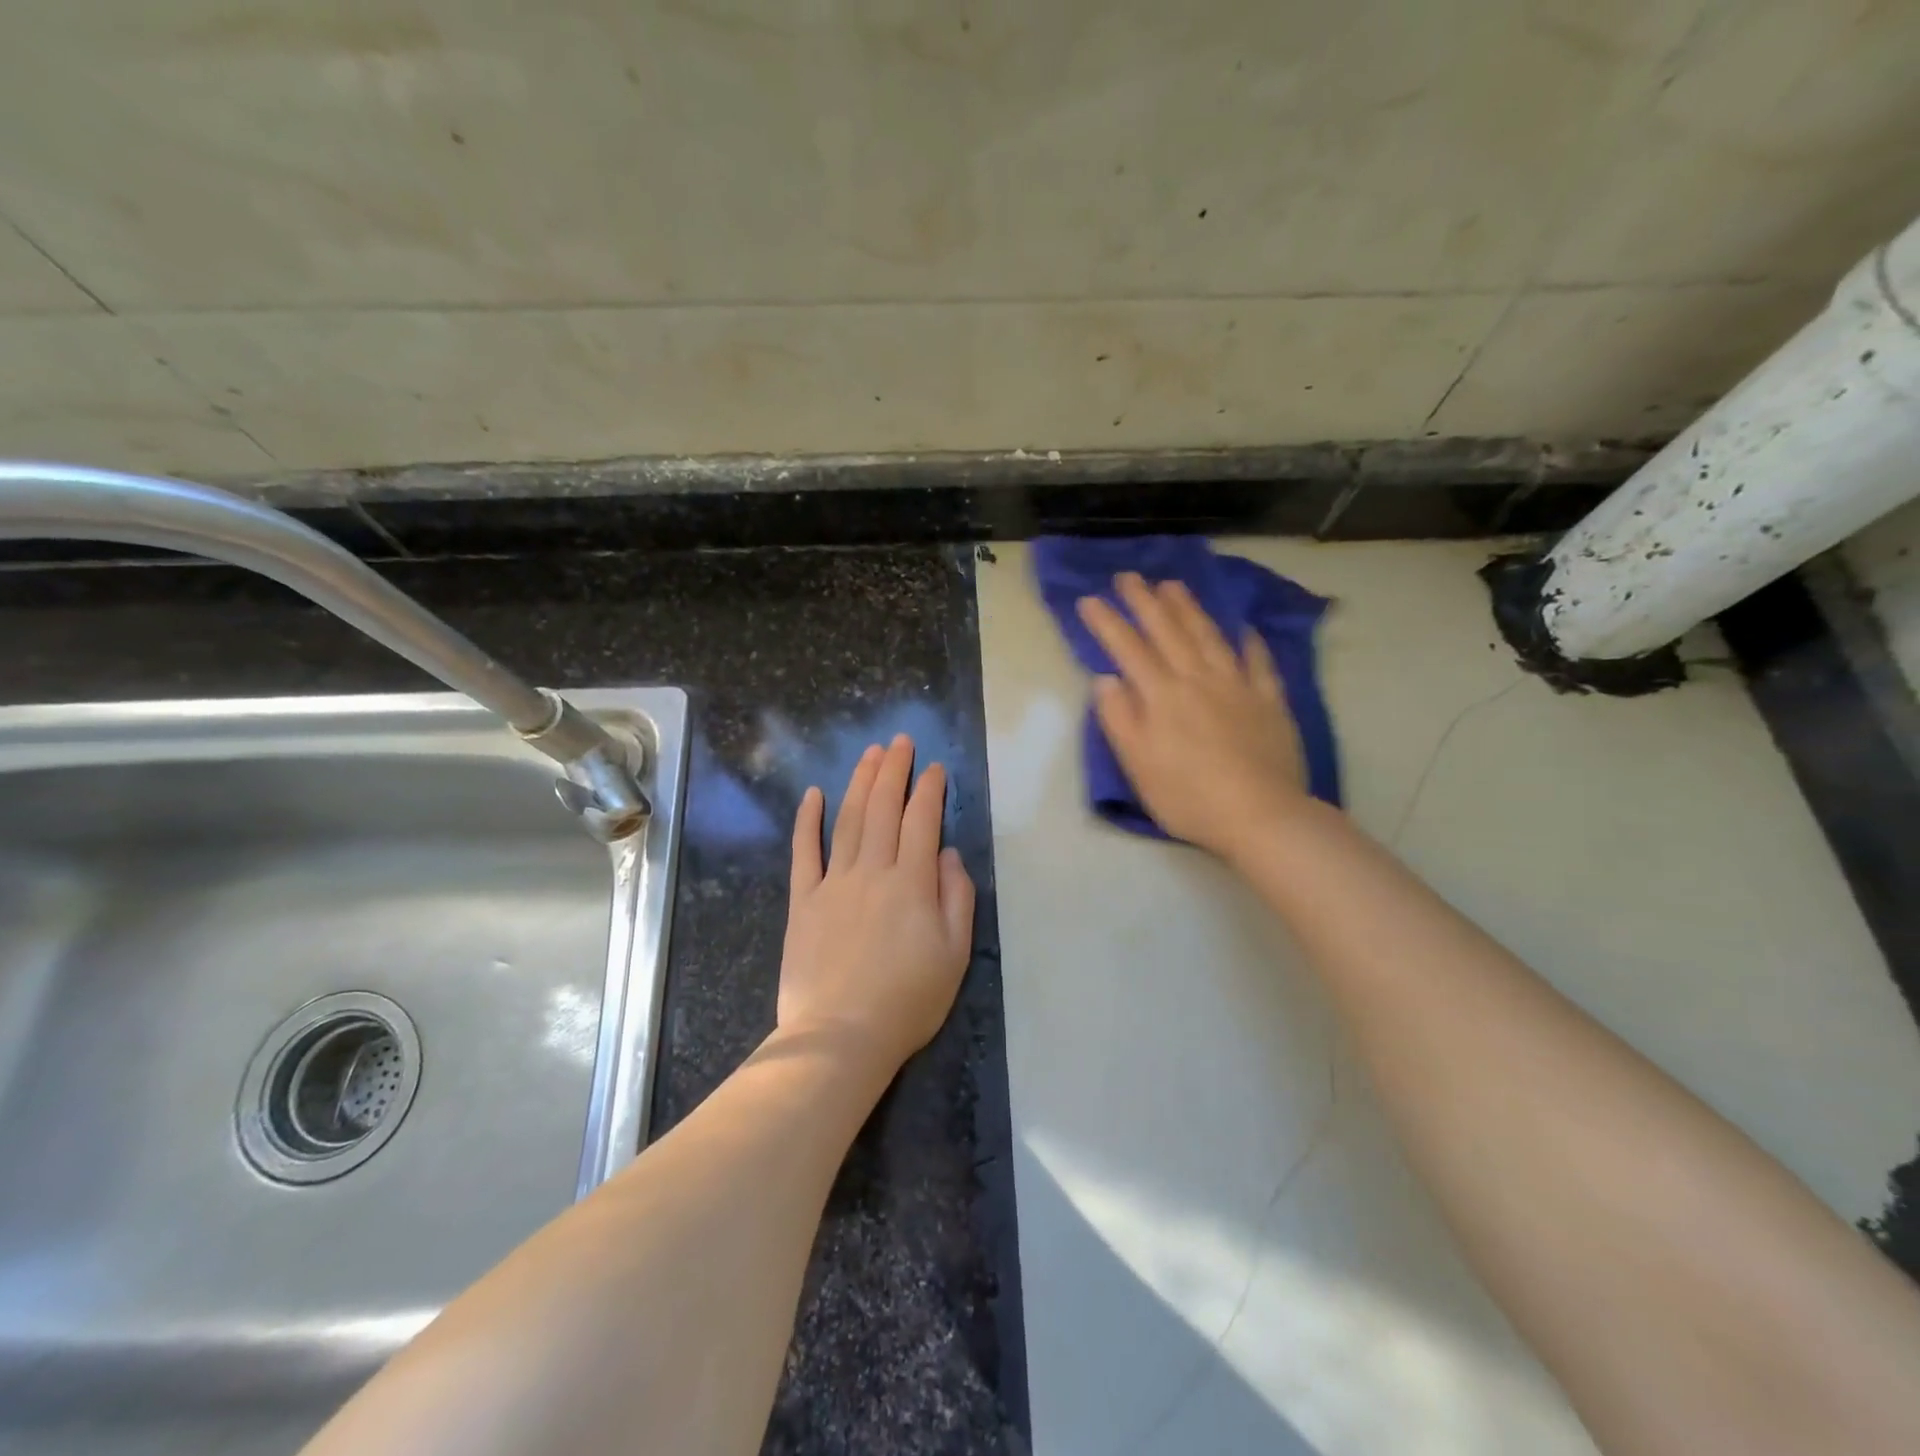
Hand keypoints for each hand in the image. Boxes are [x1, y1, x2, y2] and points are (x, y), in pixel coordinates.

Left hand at [777, 735, 974, 1072]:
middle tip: (900, 742)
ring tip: (870, 754)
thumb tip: (948, 853)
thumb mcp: (954, 954)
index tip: (935, 768)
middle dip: (893, 771)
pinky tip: (812, 794)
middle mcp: (872, 871)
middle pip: (883, 809)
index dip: (930, 790)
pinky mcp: (802, 901)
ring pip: (848, 821)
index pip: (922, 822)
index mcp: (912, 883)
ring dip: (860, 783)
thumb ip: (956, 898)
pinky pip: (804, 852)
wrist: (840, 1037)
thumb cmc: (907, 1001)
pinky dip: (807, 821)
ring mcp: (833, 883)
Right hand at [1078, 572, 1309, 859]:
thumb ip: (1120, 718)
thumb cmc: (1188, 797)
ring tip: (1174, 585)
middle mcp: (1198, 680)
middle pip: (1168, 631)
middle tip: (1129, 576)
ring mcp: (1238, 686)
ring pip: (1209, 637)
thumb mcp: (1138, 765)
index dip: (1107, 622)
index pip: (1128, 649)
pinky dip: (1249, 642)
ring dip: (1189, 608)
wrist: (1261, 816)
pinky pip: (1259, 662)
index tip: (1089, 599)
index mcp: (1162, 696)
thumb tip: (1105, 679)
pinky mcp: (1269, 701)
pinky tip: (1244, 629)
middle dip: (1145, 601)